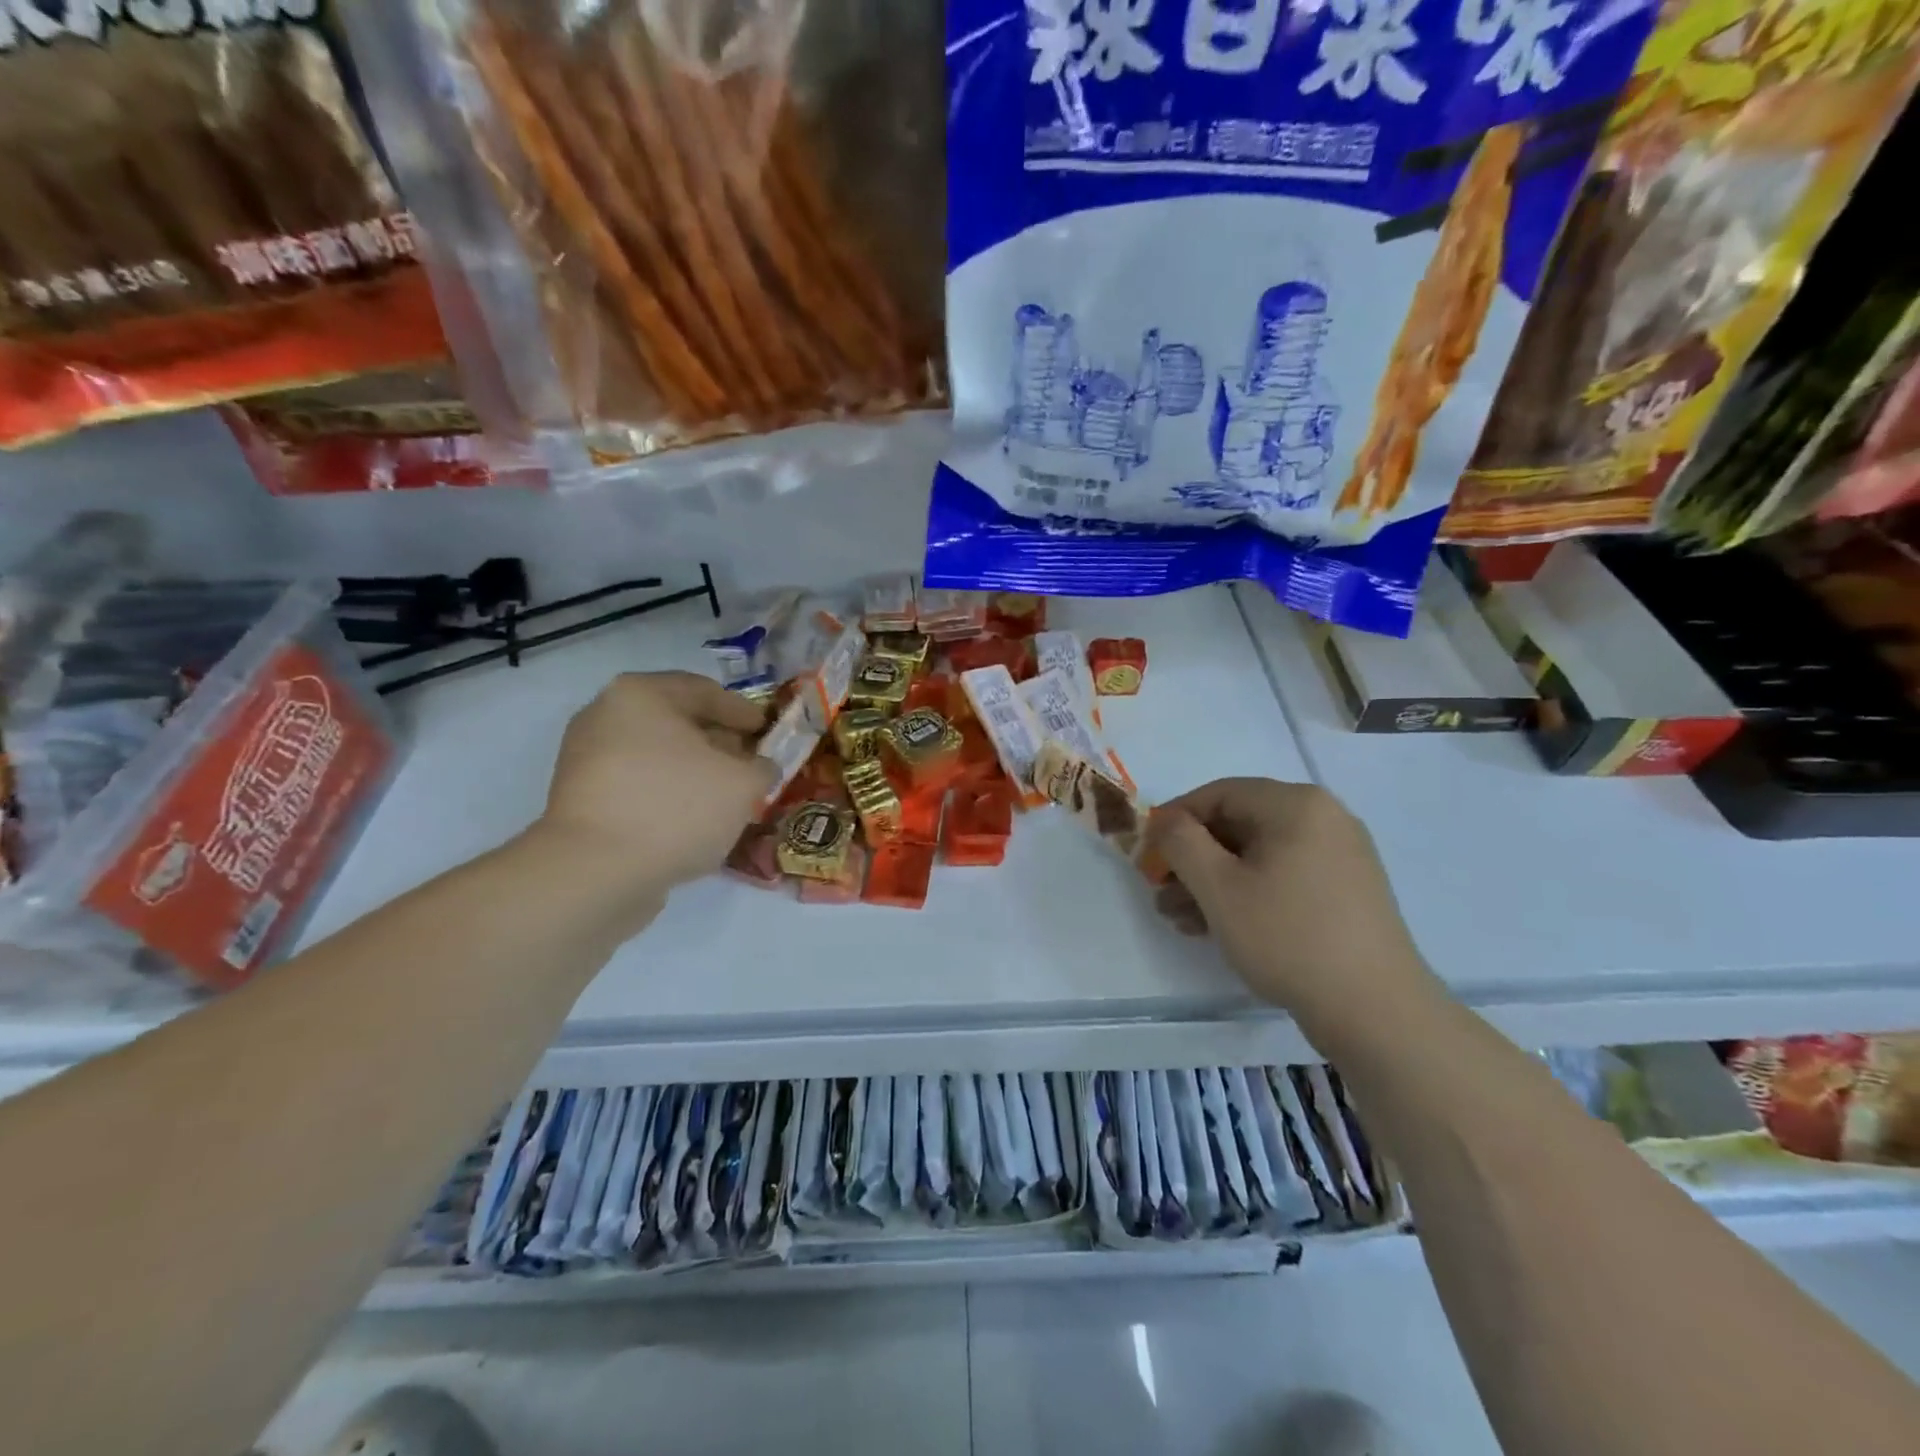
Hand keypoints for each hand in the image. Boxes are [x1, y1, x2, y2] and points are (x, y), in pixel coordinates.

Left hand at [533, 671, 775, 900]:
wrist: (595, 873)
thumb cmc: (675, 808)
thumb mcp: (743, 784)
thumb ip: (762, 767)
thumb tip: (759, 768)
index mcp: (640, 694)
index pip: (704, 691)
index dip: (743, 711)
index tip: (767, 731)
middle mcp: (604, 715)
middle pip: (676, 722)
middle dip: (718, 742)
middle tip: (750, 763)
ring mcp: (585, 759)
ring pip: (656, 755)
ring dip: (694, 771)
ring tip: (726, 796)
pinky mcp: (580, 800)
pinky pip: (637, 785)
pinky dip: (668, 794)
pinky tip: (694, 819)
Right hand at [1147, 778, 1435, 1020]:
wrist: (1376, 1011)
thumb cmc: (1288, 937)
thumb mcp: (1219, 887)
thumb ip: (1181, 842)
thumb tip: (1166, 821)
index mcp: (1296, 804)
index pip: (1217, 794)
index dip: (1174, 820)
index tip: (1145, 853)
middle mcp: (1324, 818)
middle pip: (1237, 825)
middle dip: (1192, 858)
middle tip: (1160, 891)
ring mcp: (1340, 855)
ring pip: (1258, 855)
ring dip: (1213, 881)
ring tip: (1180, 918)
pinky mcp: (1347, 890)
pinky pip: (1283, 876)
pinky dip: (1247, 893)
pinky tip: (1217, 926)